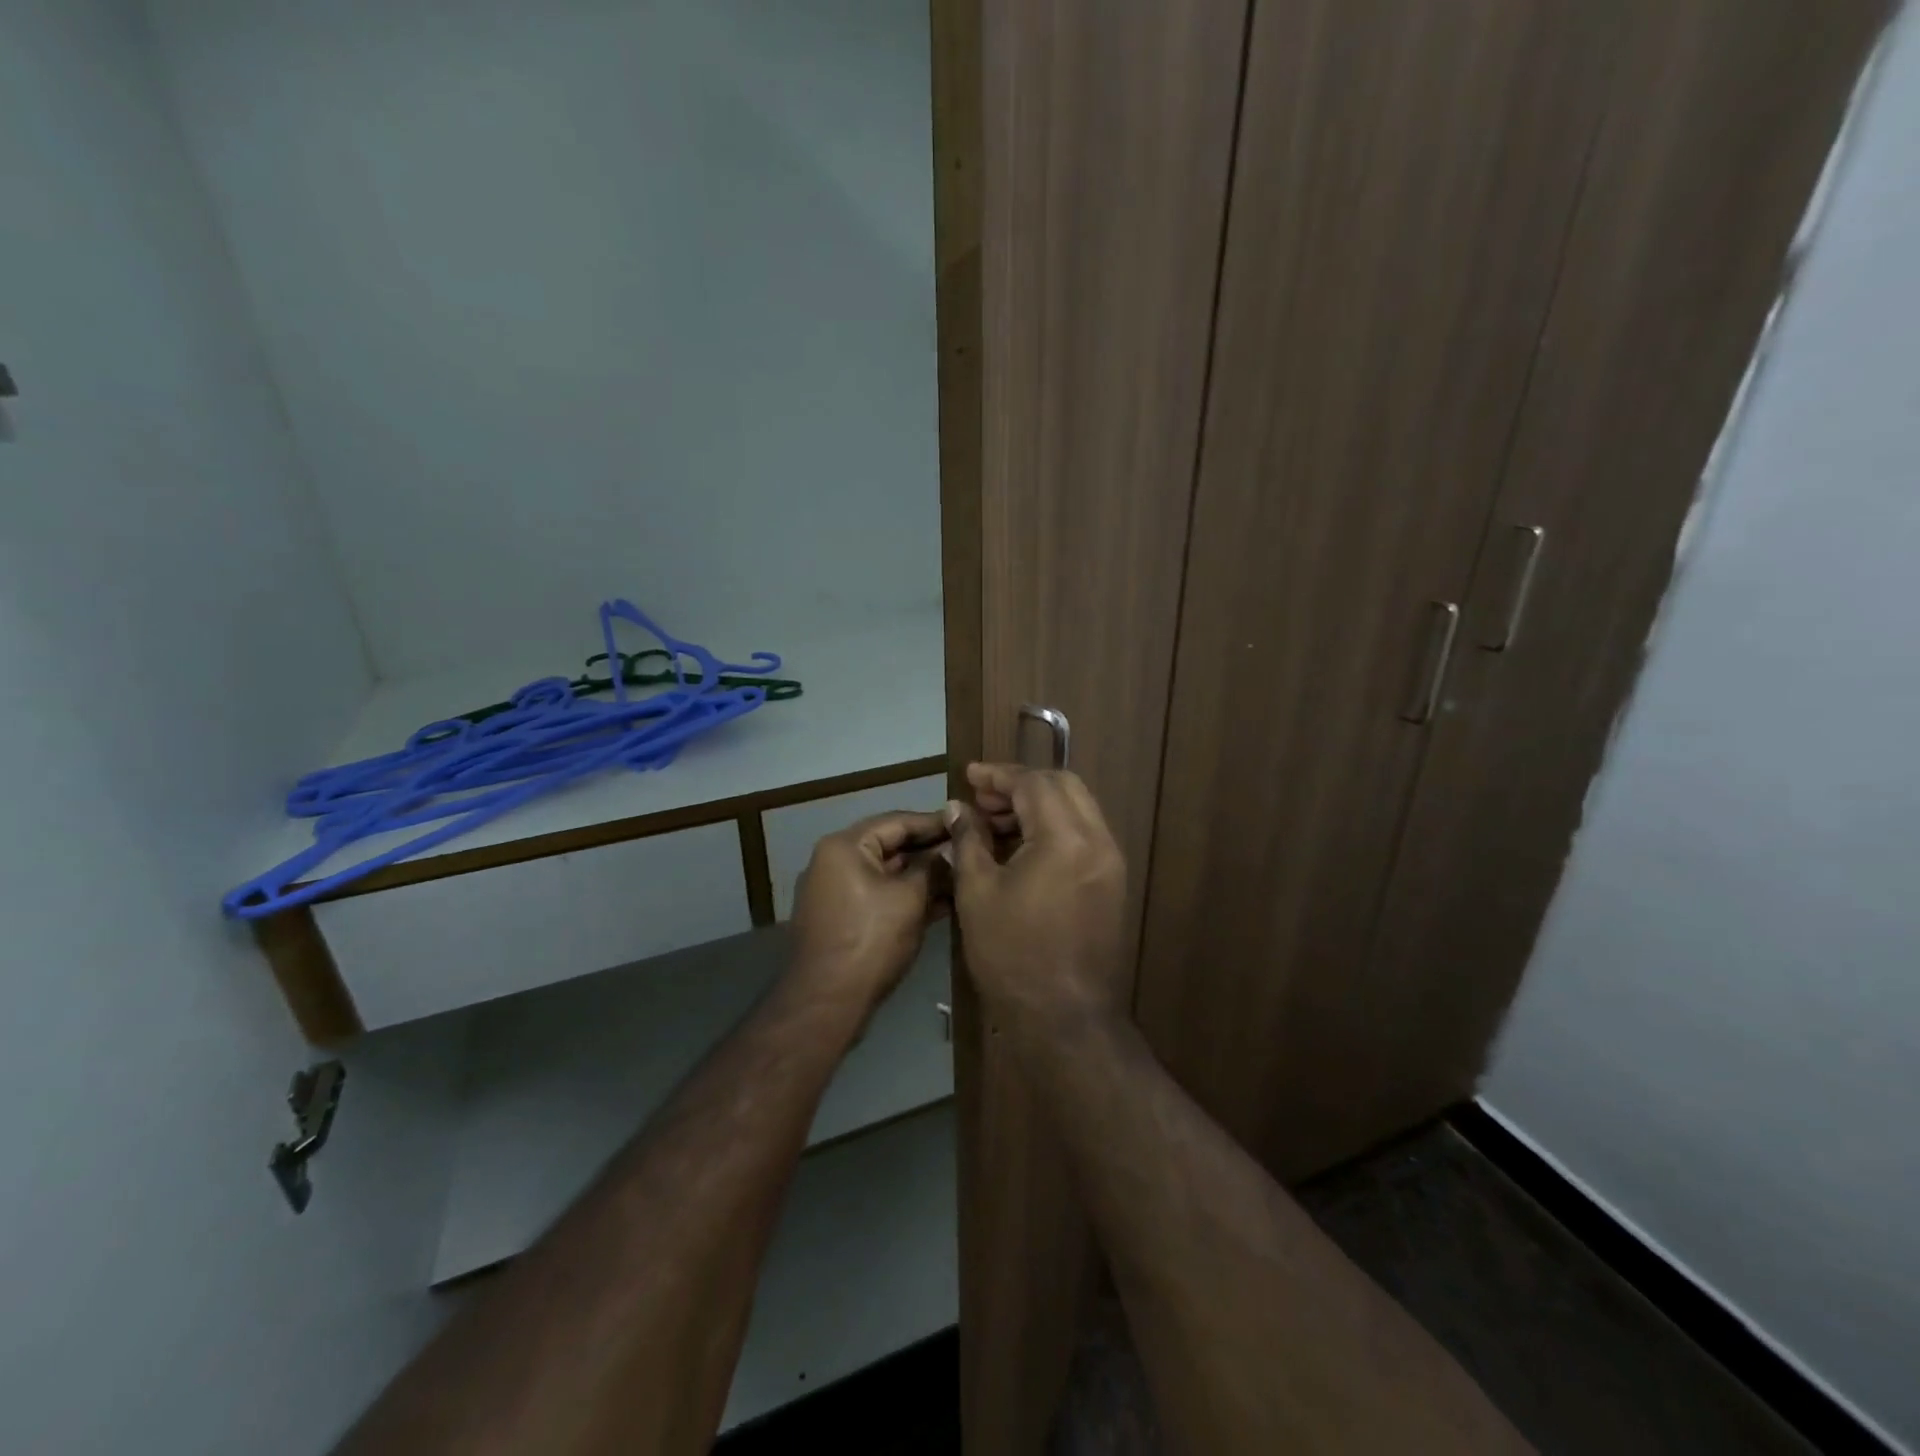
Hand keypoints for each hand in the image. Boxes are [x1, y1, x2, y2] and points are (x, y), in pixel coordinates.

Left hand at [787, 809, 950, 1015]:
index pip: (896, 821)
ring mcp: (836, 892)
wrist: (827, 1003)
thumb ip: (933, 868)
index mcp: (844, 846)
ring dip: (922, 876)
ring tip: (963, 876)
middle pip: (890, 846)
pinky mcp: (842, 919)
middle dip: (930, 851)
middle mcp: (834, 862)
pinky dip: (907, 898)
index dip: (934, 823)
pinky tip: (943, 903)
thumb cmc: (870, 940)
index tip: (966, 823)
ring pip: (887, 874)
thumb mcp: (910, 898)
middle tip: (969, 850)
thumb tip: (953, 850)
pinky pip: (879, 896)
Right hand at [947, 763, 1127, 1043]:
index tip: (969, 776)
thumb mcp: (977, 892)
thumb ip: (968, 840)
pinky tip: (1021, 847)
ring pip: (1077, 808)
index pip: (1034, 783)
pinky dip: (1053, 827)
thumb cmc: (1013, 955)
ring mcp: (1110, 862)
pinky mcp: (1111, 882)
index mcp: (1065, 838)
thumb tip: (958, 808)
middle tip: (982, 801)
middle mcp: (1098, 840)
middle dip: (1021, 784)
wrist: (1064, 1018)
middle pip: (1063, 785)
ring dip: (1038, 805)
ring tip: (996, 824)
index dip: (998, 775)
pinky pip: (1083, 835)